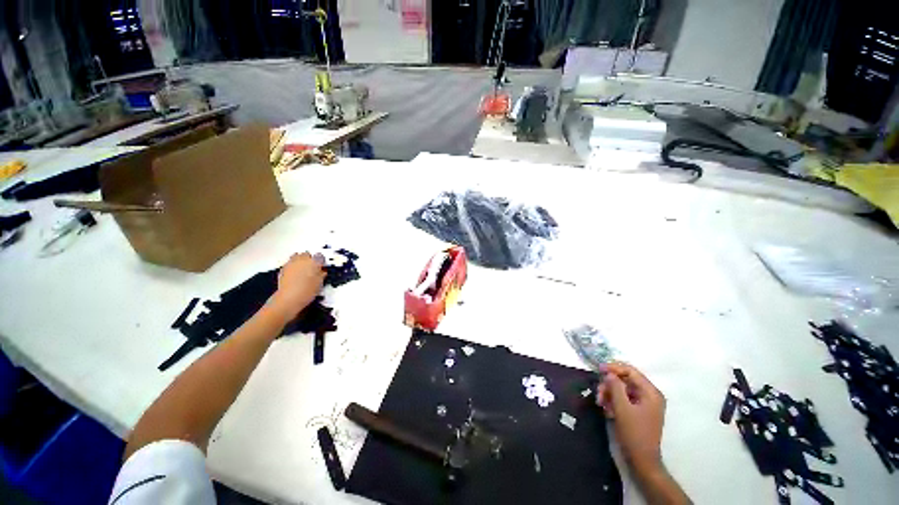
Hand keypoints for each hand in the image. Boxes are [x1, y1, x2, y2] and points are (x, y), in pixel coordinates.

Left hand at [269, 252, 325, 320]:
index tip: (322, 266)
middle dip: (310, 259)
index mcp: (314, 262)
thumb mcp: (319, 283)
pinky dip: (293, 266)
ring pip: (296, 256)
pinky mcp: (283, 269)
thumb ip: (321, 275)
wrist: (289, 298)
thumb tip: (321, 272)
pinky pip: (289, 263)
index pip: (320, 256)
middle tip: (312, 267)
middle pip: (307, 254)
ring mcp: (291, 263)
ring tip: (303, 269)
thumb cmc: (306, 291)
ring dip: (300, 261)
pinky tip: (295, 274)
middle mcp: (302, 260)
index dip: (321, 261)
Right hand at [596, 362, 665, 472]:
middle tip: (598, 393)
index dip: (613, 368)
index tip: (598, 369)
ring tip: (601, 403)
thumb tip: (609, 373)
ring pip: (622, 389)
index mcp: (651, 392)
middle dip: (610, 384)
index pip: (631, 371)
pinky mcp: (639, 411)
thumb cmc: (634, 433)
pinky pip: (624, 399)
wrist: (642, 460)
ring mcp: (645, 403)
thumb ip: (615, 387)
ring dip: (609, 393)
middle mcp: (650, 395)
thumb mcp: (622, 408)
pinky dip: (614, 401)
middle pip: (625, 380)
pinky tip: (607, 410)